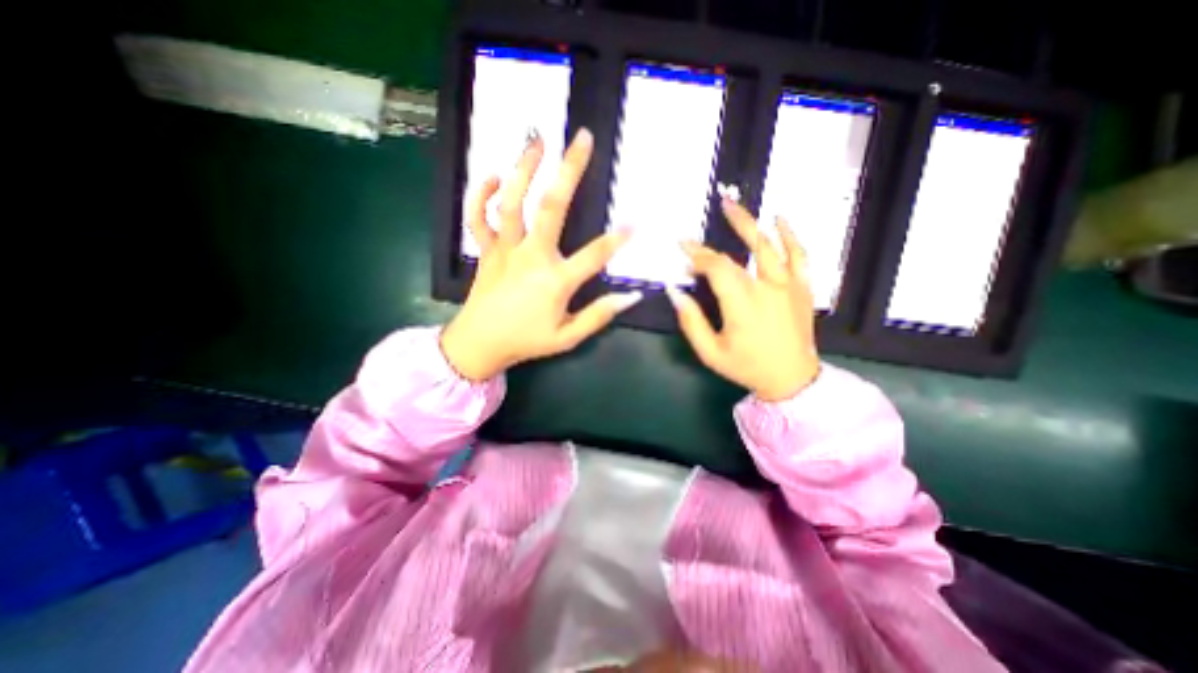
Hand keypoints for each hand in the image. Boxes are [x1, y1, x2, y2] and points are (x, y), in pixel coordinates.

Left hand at [441, 130, 646, 384]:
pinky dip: (480, 195)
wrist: (479, 344)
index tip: (636, 219)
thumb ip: (599, 316)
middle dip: (569, 170)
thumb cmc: (526, 341)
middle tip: (581, 139)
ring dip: (524, 168)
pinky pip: (477, 218)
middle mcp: (531, 256)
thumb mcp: (567, 337)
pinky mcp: (486, 250)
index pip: (595, 255)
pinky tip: (493, 176)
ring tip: (537, 140)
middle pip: (551, 207)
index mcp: (555, 281)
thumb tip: (630, 297)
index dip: (618, 238)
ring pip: (512, 202)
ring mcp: (505, 250)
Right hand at [671, 196, 817, 400]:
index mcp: (742, 304)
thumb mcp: (710, 352)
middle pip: (738, 254)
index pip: (716, 269)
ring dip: (749, 223)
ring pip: (769, 246)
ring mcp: (789, 286)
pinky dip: (790, 235)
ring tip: (733, 205)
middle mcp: (766, 288)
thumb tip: (674, 291)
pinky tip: (779, 220)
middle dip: (716, 237)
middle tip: (702, 216)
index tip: (682, 250)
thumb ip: (690, 320)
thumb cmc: (747, 367)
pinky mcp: (803, 288)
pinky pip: (800, 255)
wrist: (792, 379)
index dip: (697, 256)